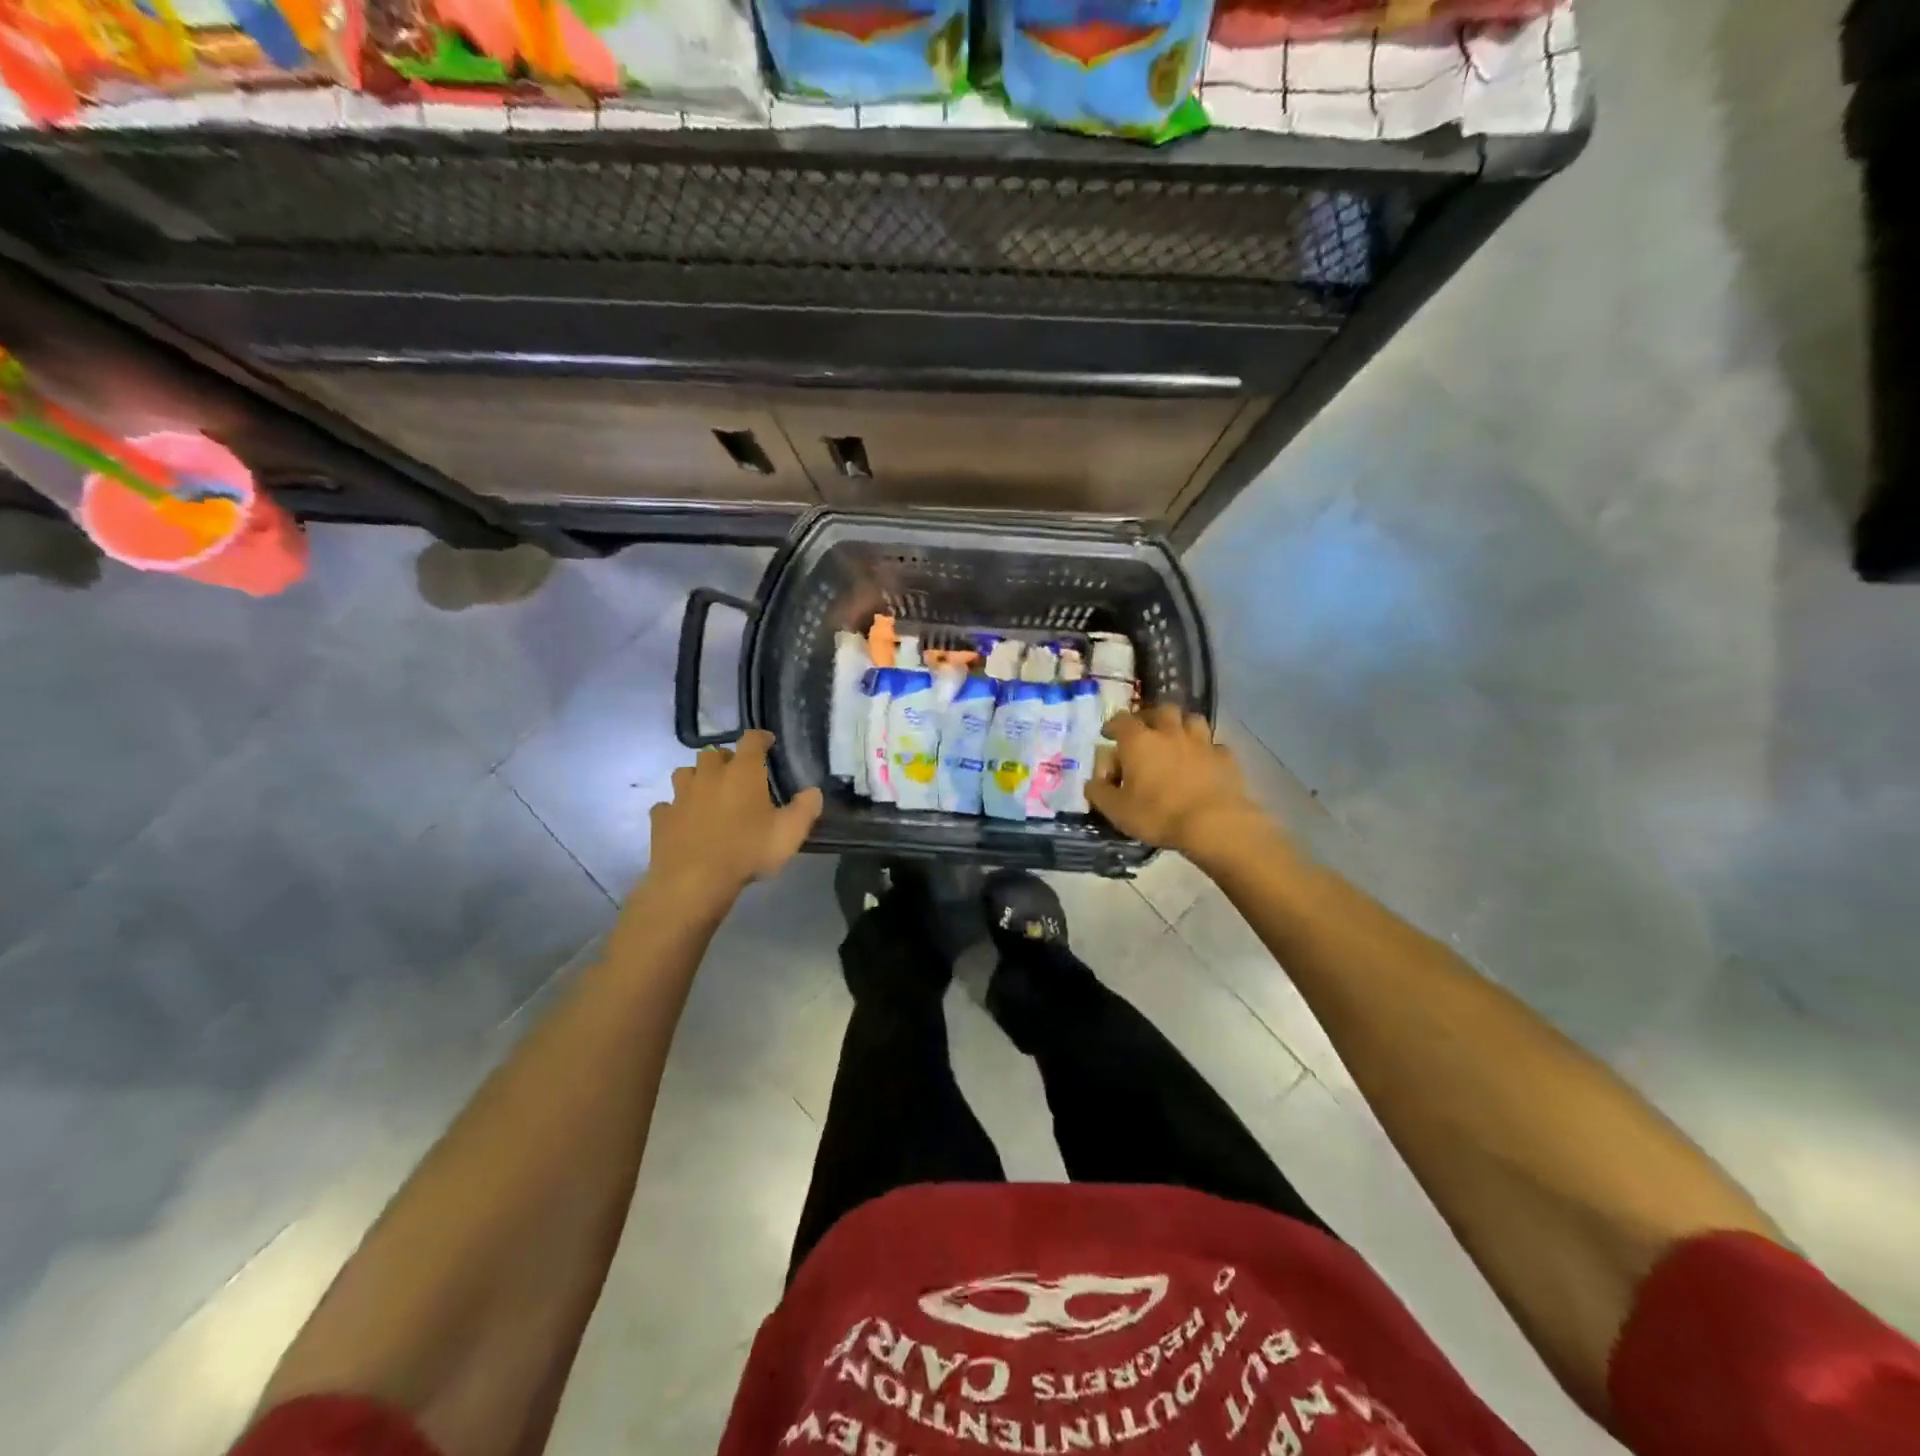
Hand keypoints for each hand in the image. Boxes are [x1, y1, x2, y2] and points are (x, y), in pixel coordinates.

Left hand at [646, 730, 823, 905]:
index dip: (760, 737)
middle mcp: (709, 775)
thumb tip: (814, 792)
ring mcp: (681, 796)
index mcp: (742, 772)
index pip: (751, 740)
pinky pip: (667, 805)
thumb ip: (805, 809)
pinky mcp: (662, 818)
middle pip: (713, 753)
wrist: (694, 881)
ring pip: (685, 773)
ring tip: (707, 792)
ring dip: (697, 778)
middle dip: (726, 758)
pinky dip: (676, 809)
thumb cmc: (747, 851)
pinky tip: (684, 820)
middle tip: (737, 773)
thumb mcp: (789, 833)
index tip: (768, 742)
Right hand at [1087, 707, 1272, 866]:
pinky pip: (1214, 745)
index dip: (1113, 725)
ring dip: (1182, 726)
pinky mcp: (1225, 757)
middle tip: (1145, 732)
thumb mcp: (1116, 810)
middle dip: (1150, 717)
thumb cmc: (1158, 814)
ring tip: (1177, 740)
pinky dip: (1206, 750)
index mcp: (1138, 741)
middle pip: (1160, 710)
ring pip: (1191, 720)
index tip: (1108, 734)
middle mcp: (1169, 732)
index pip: (1121, 720)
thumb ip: (1099, 792)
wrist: (1213, 823)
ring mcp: (1201, 742)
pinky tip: (1203, 763)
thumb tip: (1092, 782)